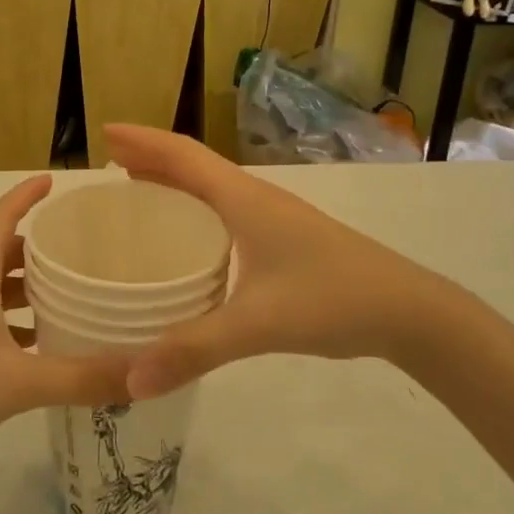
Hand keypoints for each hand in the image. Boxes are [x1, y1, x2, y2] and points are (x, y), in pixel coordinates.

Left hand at [0, 176, 133, 465]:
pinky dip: (7, 314)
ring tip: (65, 294)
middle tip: (79, 249)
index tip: (54, 181)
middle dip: (36, 246)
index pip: (0, 216)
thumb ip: (80, 378)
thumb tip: (140, 373)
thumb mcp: (19, 383)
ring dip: (22, 283)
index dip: (27, 195)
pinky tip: (33, 341)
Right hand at [103, 125, 478, 397]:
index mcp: (244, 199)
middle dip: (150, 158)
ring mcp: (273, 218)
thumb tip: (129, 380)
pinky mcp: (284, 240)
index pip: (184, 155)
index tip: (104, 133)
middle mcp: (255, 198)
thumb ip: (194, 349)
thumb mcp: (259, 324)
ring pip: (212, 187)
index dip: (143, 141)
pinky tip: (189, 237)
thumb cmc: (332, 299)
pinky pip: (226, 210)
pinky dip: (196, 209)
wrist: (409, 311)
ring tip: (138, 191)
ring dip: (173, 181)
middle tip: (108, 164)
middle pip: (194, 165)